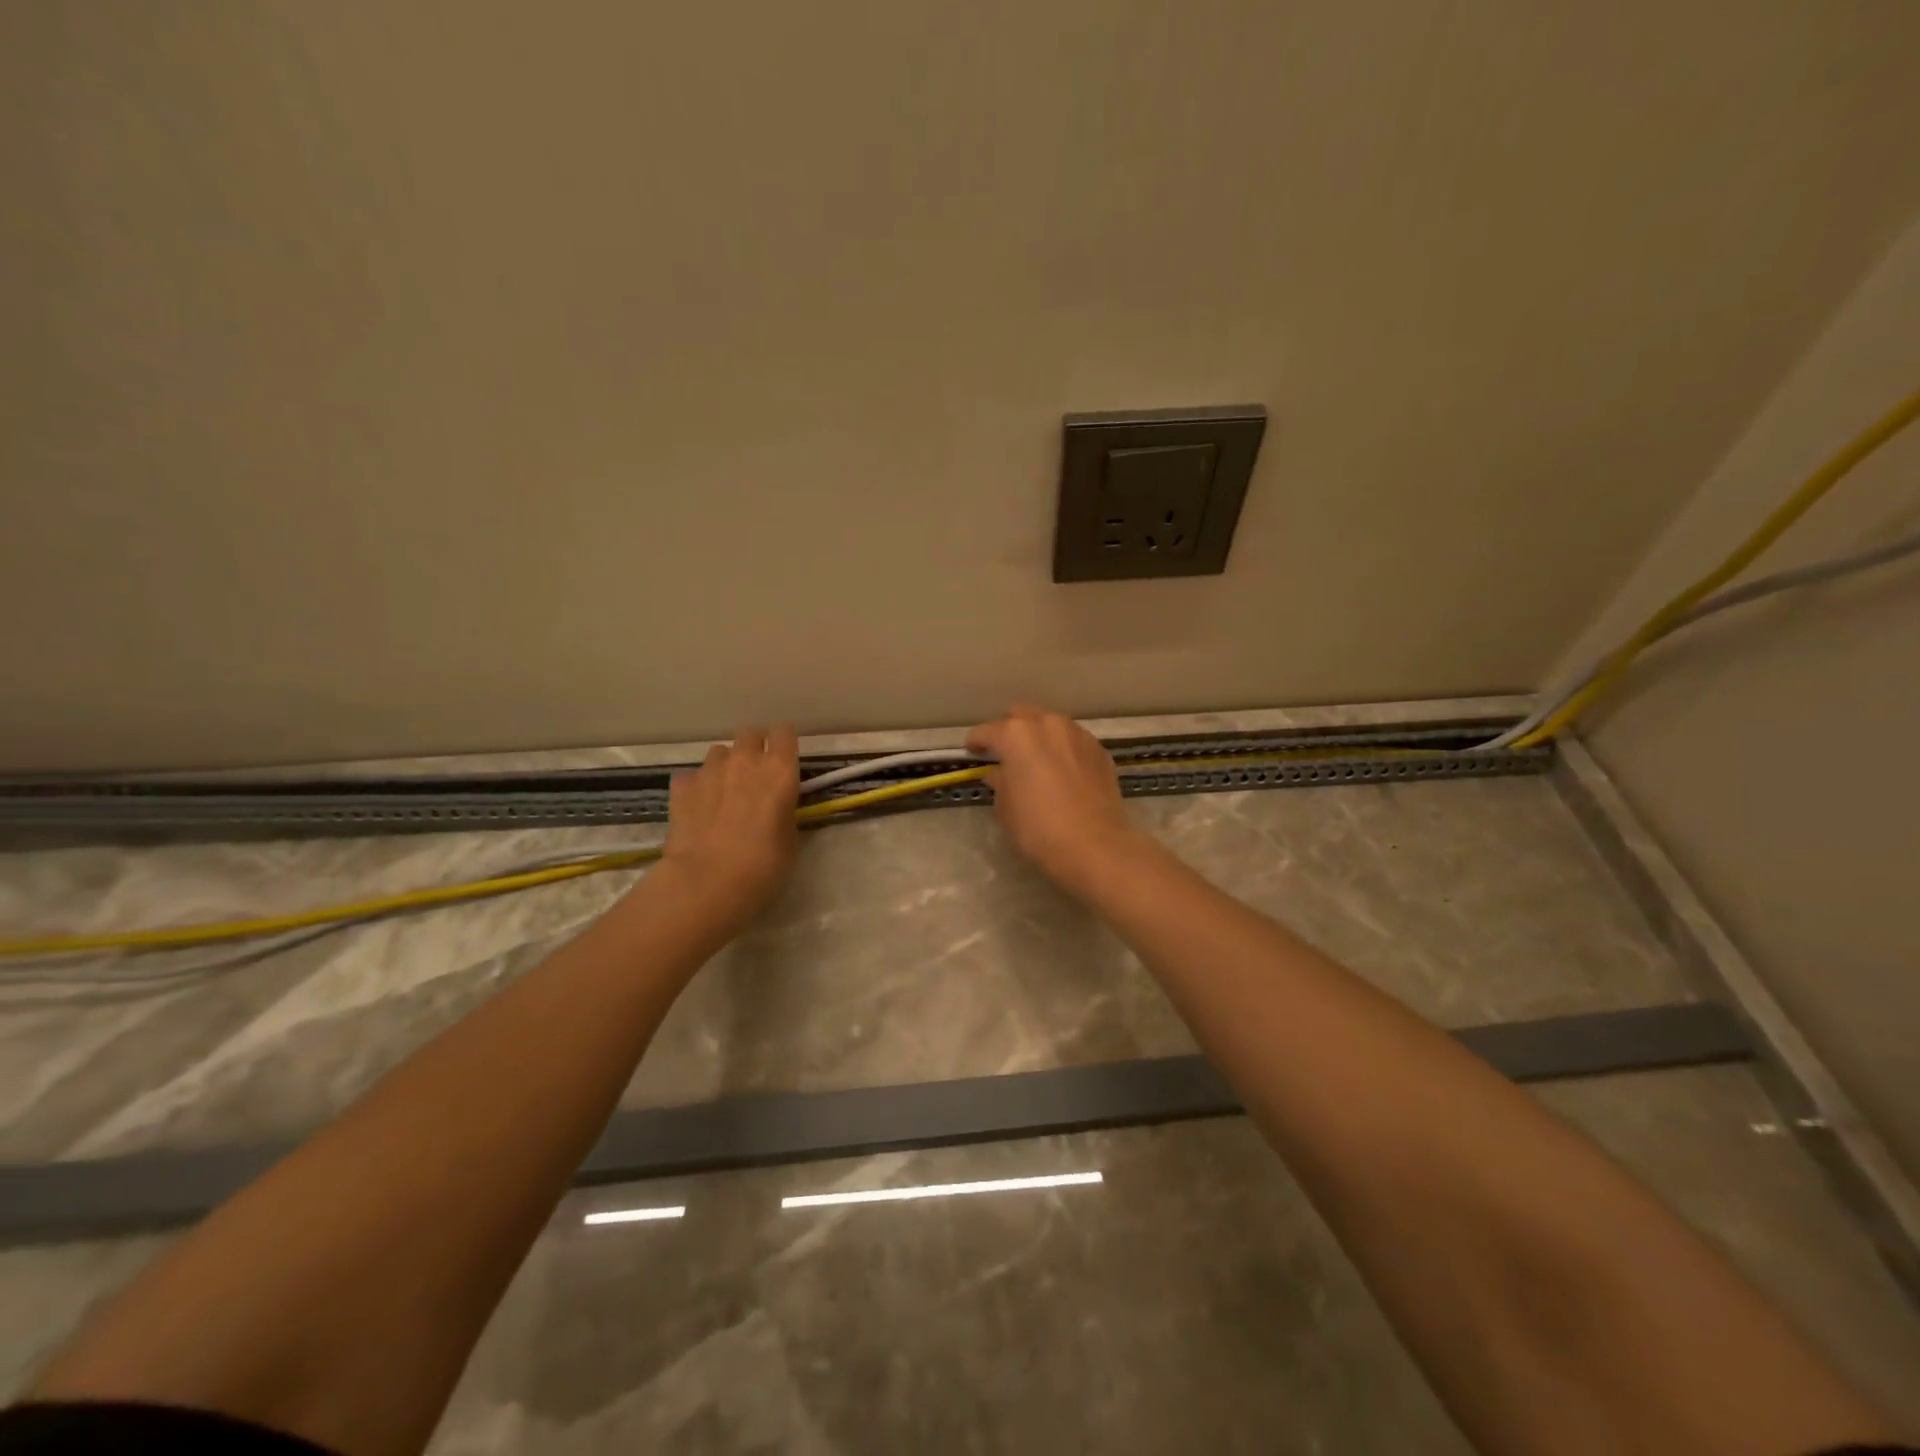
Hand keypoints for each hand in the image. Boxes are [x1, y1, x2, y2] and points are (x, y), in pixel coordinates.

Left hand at [660, 724, 799, 924]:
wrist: (706, 882)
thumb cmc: (763, 866)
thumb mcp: (790, 839)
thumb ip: (784, 811)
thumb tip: (776, 807)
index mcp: (780, 770)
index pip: (785, 733)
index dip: (784, 744)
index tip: (785, 760)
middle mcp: (745, 760)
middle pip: (750, 733)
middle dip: (754, 747)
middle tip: (756, 773)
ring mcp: (709, 770)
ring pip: (719, 752)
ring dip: (725, 765)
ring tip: (724, 792)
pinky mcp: (681, 786)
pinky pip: (692, 776)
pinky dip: (697, 787)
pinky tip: (698, 808)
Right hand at [966, 705, 1149, 894]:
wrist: (1095, 846)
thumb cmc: (1038, 828)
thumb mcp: (1005, 808)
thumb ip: (999, 782)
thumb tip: (999, 773)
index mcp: (1016, 735)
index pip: (987, 731)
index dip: (976, 741)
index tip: (972, 751)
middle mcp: (1048, 724)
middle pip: (1021, 716)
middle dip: (1009, 730)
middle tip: (1004, 752)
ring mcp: (1077, 734)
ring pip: (1051, 725)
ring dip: (1039, 736)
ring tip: (1036, 759)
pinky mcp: (1099, 750)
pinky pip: (1073, 741)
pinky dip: (1063, 749)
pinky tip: (1062, 770)